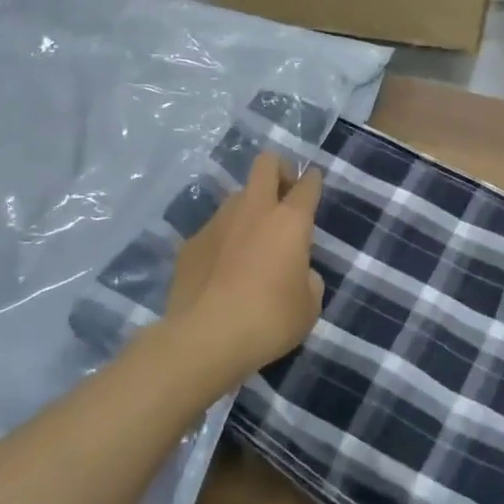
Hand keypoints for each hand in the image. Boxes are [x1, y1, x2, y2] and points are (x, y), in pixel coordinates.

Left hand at [163, 152, 324, 382]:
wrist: (203, 339)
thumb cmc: (268, 320)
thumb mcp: (308, 306)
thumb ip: (308, 279)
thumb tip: (298, 272)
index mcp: (290, 221)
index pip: (307, 184)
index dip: (313, 181)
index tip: (313, 184)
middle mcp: (253, 210)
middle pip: (266, 164)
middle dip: (279, 169)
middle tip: (284, 195)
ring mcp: (217, 223)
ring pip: (237, 197)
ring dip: (249, 208)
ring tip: (251, 243)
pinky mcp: (190, 244)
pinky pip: (213, 231)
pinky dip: (223, 242)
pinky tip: (222, 272)